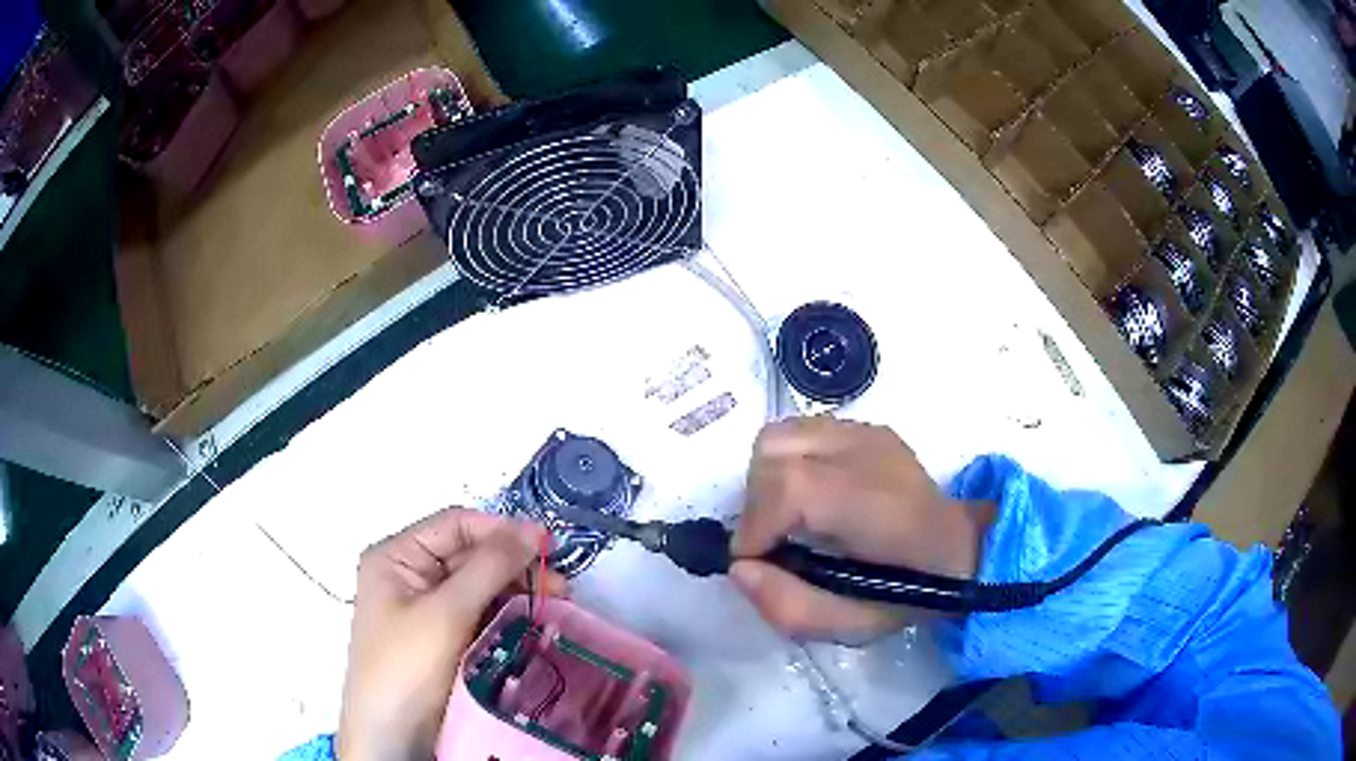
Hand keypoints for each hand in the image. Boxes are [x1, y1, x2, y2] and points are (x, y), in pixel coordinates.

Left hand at [337, 508, 564, 760]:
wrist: (393, 735)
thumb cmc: (407, 665)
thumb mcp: (446, 612)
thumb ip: (488, 567)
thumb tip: (533, 528)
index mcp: (397, 556)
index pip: (455, 526)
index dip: (501, 530)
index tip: (549, 544)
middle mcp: (410, 575)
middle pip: (469, 555)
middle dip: (514, 565)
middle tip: (560, 584)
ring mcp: (426, 608)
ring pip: (479, 586)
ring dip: (516, 590)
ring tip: (557, 602)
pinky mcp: (444, 637)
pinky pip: (480, 614)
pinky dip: (507, 614)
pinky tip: (534, 620)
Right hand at [731, 418, 991, 642]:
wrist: (961, 548)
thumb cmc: (910, 592)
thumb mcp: (851, 626)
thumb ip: (788, 606)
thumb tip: (740, 567)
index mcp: (876, 505)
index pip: (791, 487)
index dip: (757, 524)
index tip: (755, 561)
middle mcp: (869, 454)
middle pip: (774, 453)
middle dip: (758, 505)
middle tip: (773, 543)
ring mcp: (866, 433)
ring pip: (780, 437)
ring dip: (767, 480)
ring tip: (788, 518)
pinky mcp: (864, 428)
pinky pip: (800, 433)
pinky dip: (788, 463)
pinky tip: (811, 497)